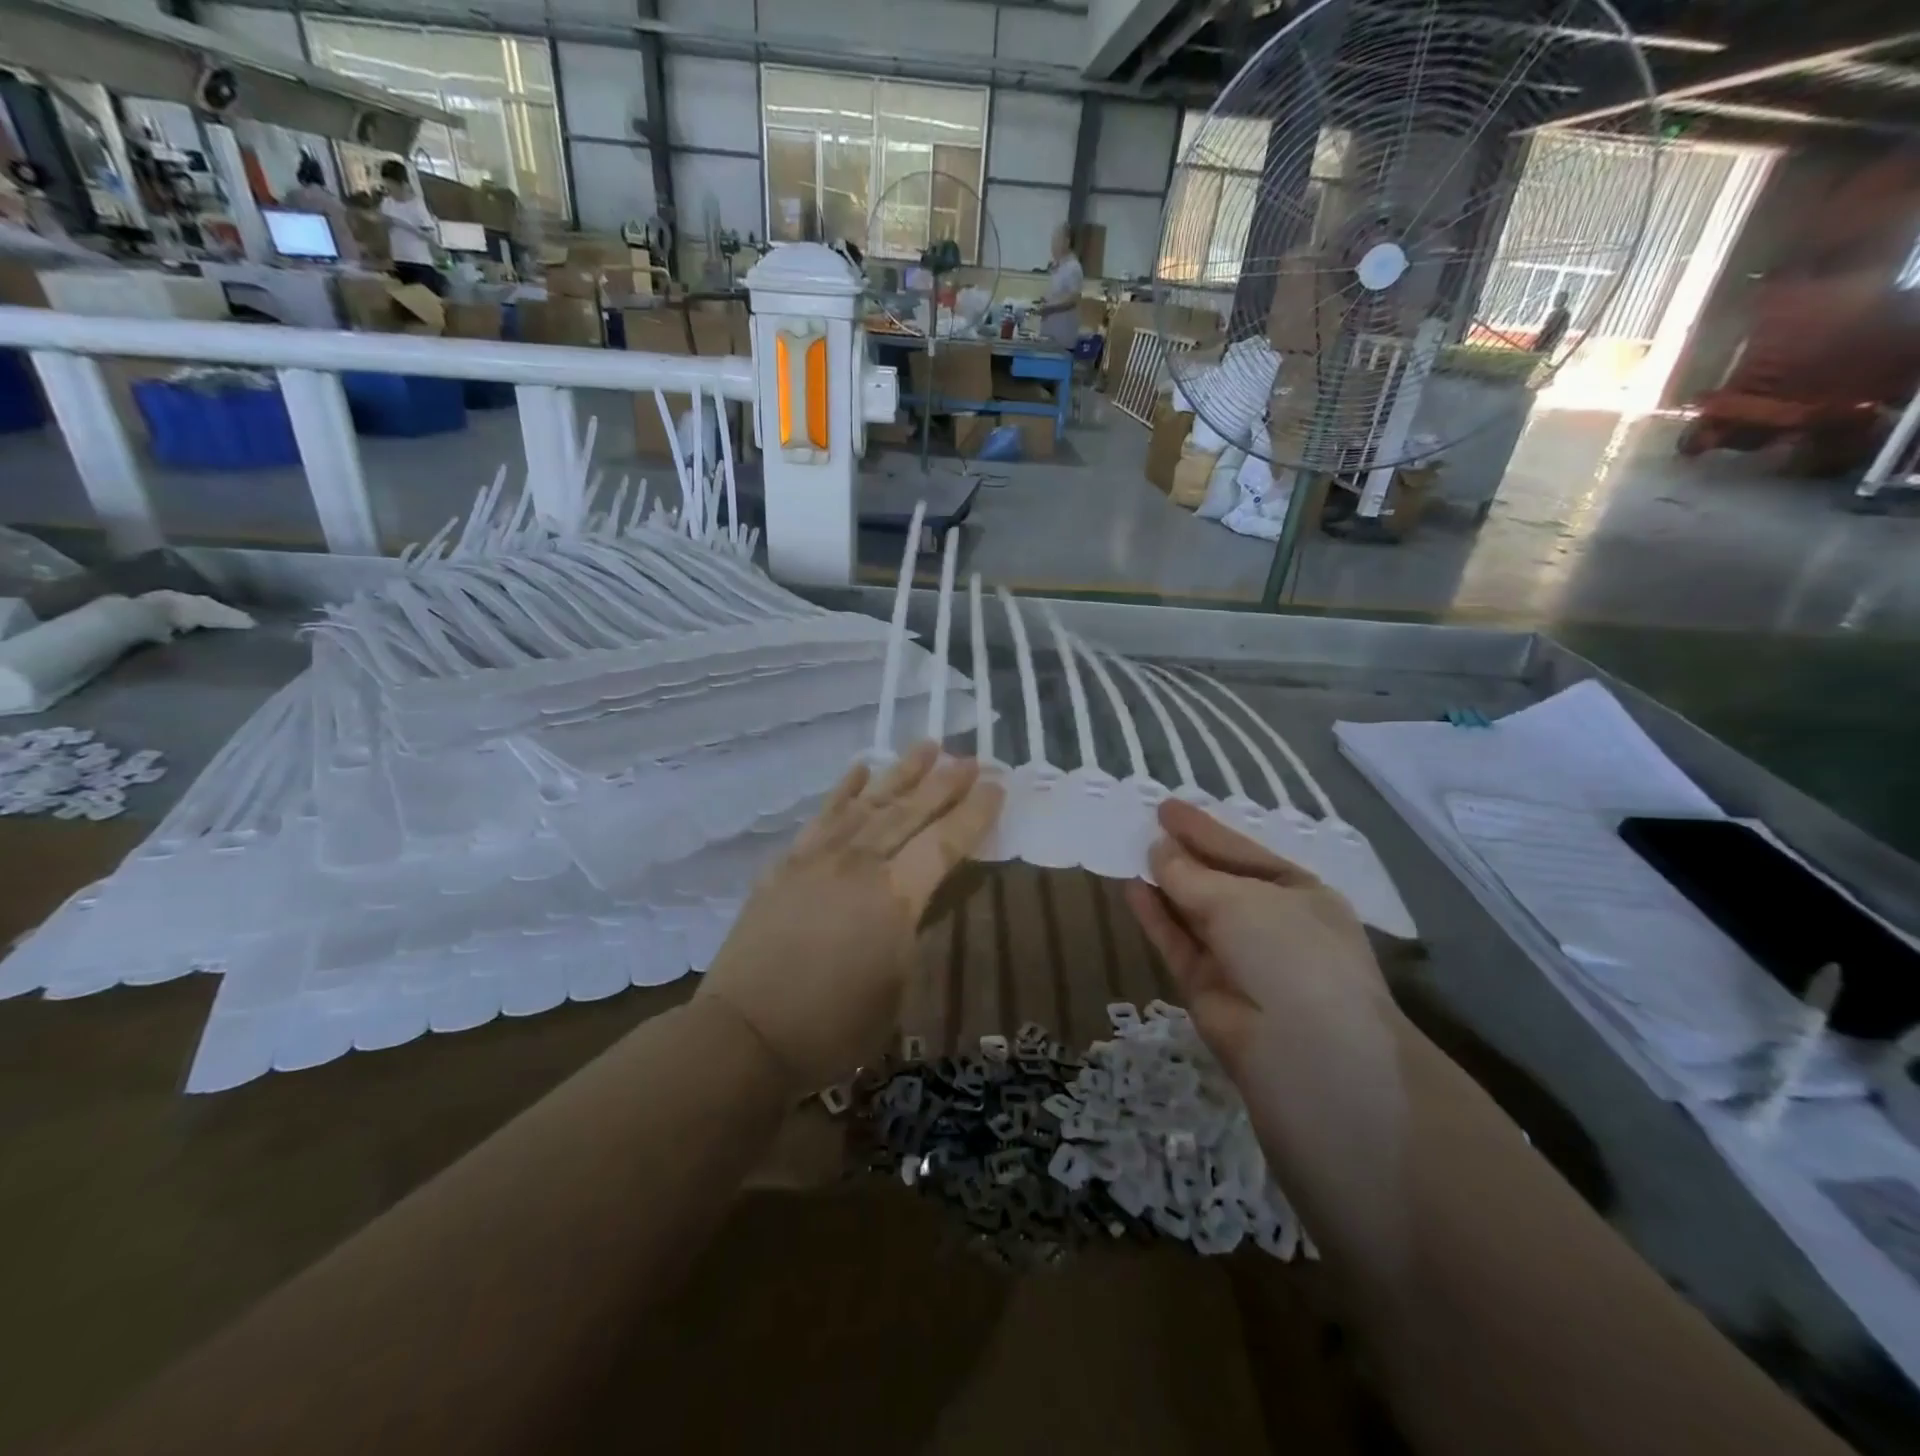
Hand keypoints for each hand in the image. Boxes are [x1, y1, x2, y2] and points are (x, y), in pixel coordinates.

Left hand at [697, 742, 1002, 1092]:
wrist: (746, 1033)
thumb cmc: (833, 1026)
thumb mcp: (896, 986)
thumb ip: (913, 929)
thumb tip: (922, 895)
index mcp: (895, 898)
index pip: (944, 842)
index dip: (973, 813)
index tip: (996, 784)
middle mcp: (859, 864)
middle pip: (909, 812)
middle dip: (943, 782)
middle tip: (970, 757)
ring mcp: (818, 858)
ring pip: (869, 803)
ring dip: (900, 772)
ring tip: (927, 746)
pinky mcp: (787, 863)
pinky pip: (822, 816)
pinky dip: (844, 790)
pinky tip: (860, 769)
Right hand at [1124, 798, 1395, 1075]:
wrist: (1307, 1055)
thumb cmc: (1291, 952)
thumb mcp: (1241, 900)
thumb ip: (1191, 874)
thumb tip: (1158, 850)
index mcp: (1300, 895)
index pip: (1243, 853)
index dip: (1205, 830)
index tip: (1167, 808)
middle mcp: (1272, 926)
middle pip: (1219, 882)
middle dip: (1185, 856)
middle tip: (1146, 827)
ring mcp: (1240, 960)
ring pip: (1194, 913)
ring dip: (1166, 885)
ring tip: (1132, 852)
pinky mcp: (1208, 990)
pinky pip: (1178, 944)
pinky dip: (1156, 918)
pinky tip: (1132, 889)